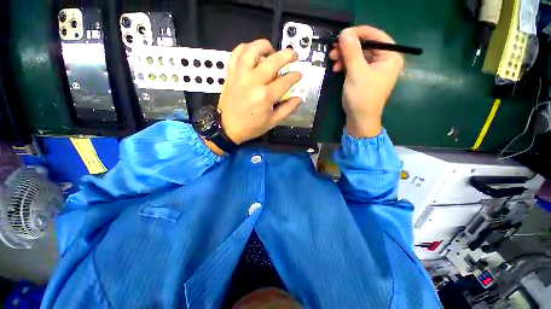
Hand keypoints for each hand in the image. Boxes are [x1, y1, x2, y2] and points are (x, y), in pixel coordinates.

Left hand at [218, 39, 302, 144]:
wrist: (224, 127)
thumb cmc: (250, 126)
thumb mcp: (272, 122)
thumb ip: (288, 108)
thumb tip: (300, 97)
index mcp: (265, 96)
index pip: (285, 80)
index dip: (295, 75)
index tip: (298, 74)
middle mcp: (253, 82)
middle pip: (273, 60)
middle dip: (288, 55)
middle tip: (293, 56)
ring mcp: (240, 75)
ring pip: (252, 51)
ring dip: (265, 46)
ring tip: (272, 51)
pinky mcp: (231, 73)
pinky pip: (236, 54)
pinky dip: (245, 48)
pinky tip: (253, 51)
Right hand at [329, 26, 402, 137]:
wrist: (360, 119)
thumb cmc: (363, 97)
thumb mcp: (357, 71)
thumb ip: (351, 49)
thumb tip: (345, 31)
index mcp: (391, 58)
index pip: (378, 35)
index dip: (360, 31)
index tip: (344, 33)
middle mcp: (386, 58)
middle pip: (366, 41)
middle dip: (348, 44)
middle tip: (334, 47)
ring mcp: (376, 64)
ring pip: (358, 49)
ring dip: (344, 52)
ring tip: (333, 59)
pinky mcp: (367, 70)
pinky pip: (355, 58)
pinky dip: (345, 60)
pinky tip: (336, 67)